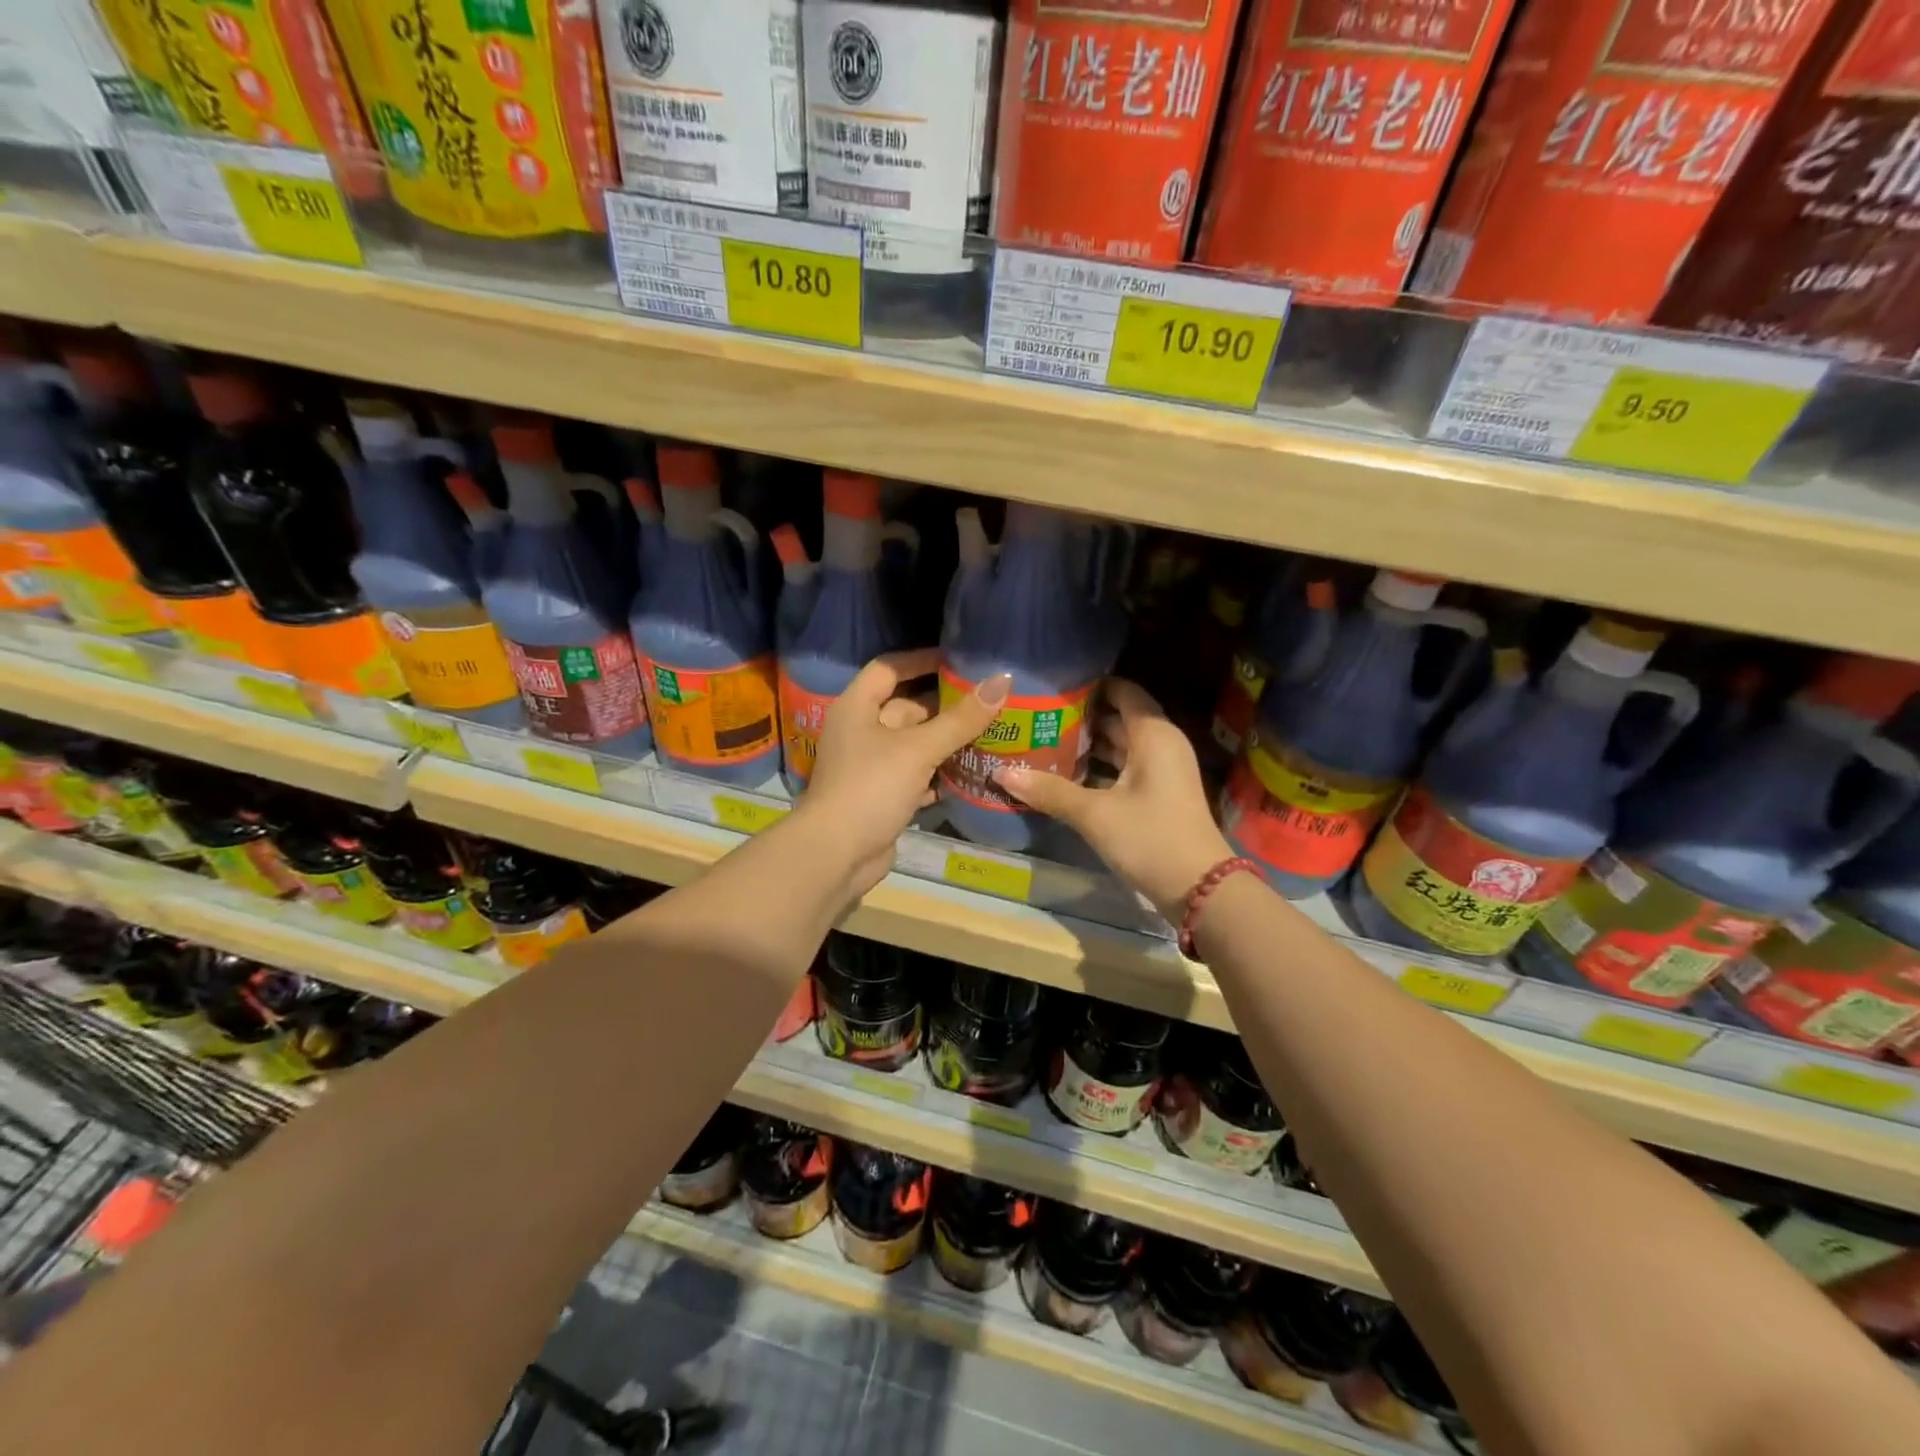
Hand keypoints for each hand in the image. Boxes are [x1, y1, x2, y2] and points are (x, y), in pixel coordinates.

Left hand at [799, 649, 1010, 894]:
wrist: (836, 855)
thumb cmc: (871, 787)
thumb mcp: (919, 749)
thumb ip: (961, 718)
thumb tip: (1003, 679)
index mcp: (857, 707)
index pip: (889, 669)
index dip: (921, 660)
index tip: (958, 660)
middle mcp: (860, 731)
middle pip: (905, 708)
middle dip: (944, 706)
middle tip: (988, 701)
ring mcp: (869, 766)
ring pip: (913, 745)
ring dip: (945, 742)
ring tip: (989, 734)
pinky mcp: (880, 797)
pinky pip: (914, 776)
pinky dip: (937, 774)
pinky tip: (969, 774)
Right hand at [994, 678, 1231, 922]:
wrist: (1200, 889)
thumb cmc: (1150, 837)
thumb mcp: (1094, 814)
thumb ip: (1049, 791)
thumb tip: (1001, 773)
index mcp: (1153, 734)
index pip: (1122, 690)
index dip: (1090, 685)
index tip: (1052, 686)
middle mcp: (1160, 744)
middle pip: (1117, 717)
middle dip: (1079, 717)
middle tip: (1036, 715)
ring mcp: (1162, 771)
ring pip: (1119, 746)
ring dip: (1086, 745)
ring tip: (1041, 741)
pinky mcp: (1158, 794)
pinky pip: (1124, 768)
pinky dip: (1098, 768)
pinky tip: (1064, 775)